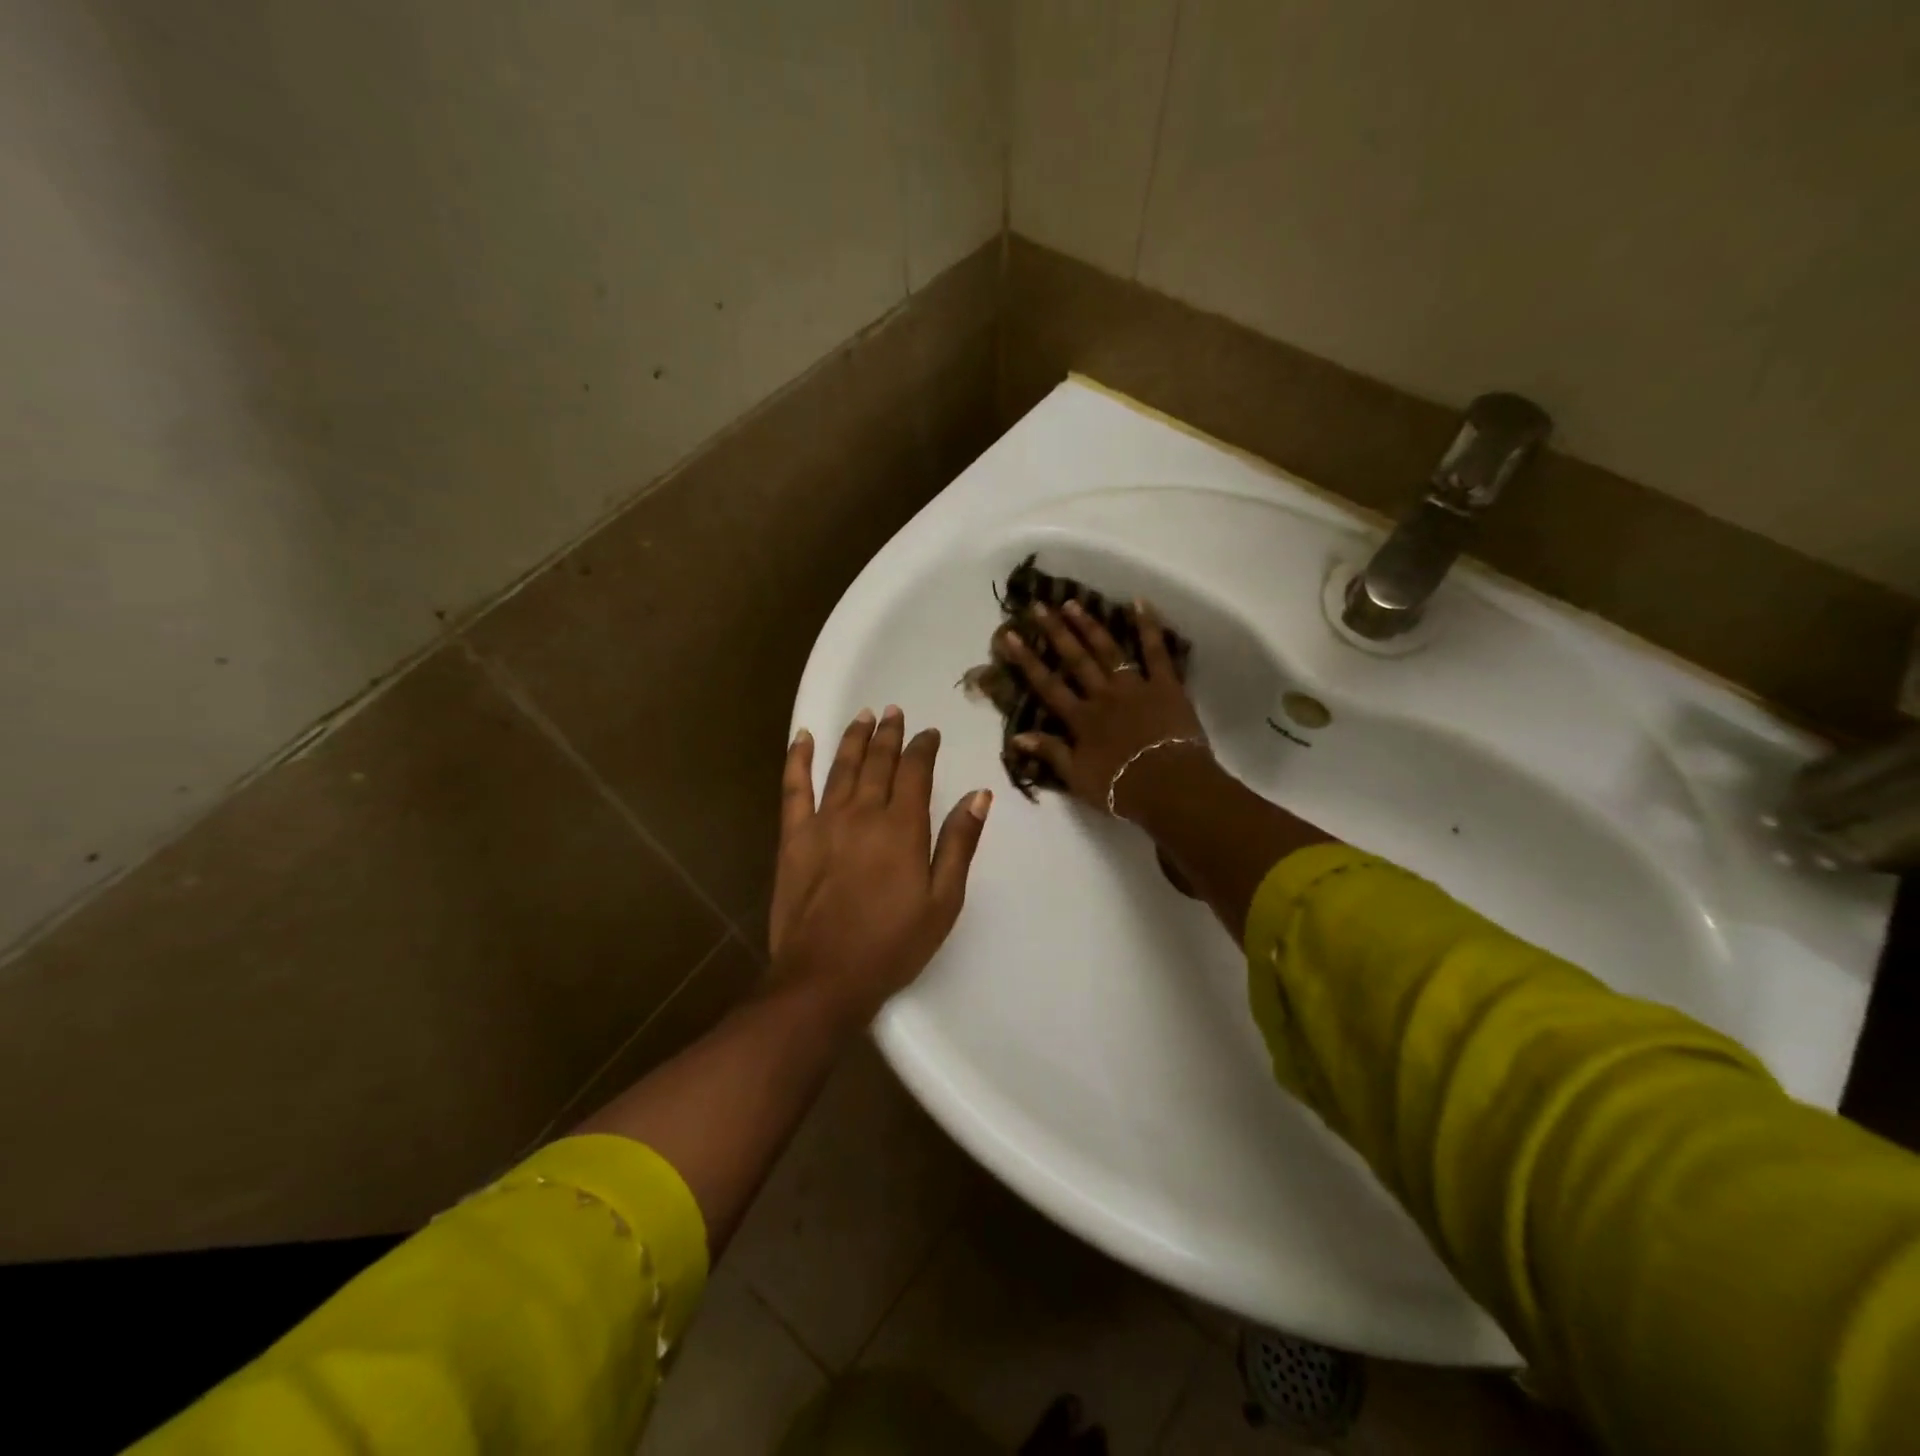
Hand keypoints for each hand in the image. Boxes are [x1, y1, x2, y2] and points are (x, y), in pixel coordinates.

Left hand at [768, 707, 991, 1021]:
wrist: (825, 976)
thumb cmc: (893, 944)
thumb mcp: (943, 901)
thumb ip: (959, 844)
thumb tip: (979, 796)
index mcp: (903, 827)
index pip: (916, 771)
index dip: (923, 748)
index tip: (929, 734)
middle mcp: (864, 812)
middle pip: (878, 761)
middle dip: (889, 734)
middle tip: (894, 712)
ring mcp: (824, 821)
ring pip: (841, 766)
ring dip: (854, 737)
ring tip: (864, 715)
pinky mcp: (794, 837)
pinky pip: (794, 788)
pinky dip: (797, 759)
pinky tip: (802, 738)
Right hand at [998, 598, 1210, 819]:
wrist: (1169, 786)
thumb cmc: (1120, 788)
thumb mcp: (1077, 777)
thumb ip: (1050, 752)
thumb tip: (1017, 736)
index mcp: (1081, 719)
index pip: (1048, 685)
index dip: (1027, 660)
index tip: (1009, 635)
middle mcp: (1103, 695)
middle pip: (1075, 660)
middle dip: (1055, 632)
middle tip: (1039, 606)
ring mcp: (1135, 687)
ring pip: (1108, 650)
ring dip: (1090, 626)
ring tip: (1073, 603)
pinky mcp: (1166, 686)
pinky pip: (1156, 651)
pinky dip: (1148, 626)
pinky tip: (1139, 602)